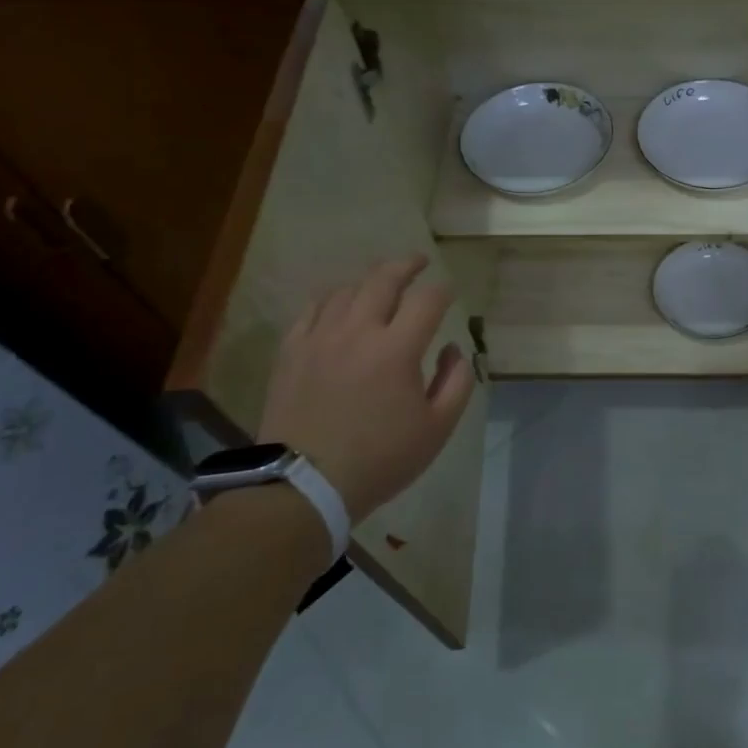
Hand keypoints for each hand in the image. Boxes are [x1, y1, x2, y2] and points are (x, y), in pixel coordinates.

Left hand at [259, 255, 475, 519]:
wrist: (303, 486)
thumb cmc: (380, 459)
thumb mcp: (438, 428)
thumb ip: (456, 381)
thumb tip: (453, 348)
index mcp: (397, 349)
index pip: (428, 300)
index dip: (444, 290)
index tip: (450, 292)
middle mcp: (358, 331)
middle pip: (384, 279)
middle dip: (407, 265)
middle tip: (419, 261)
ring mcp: (319, 338)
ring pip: (346, 290)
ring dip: (370, 281)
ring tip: (381, 283)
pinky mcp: (291, 351)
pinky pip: (312, 309)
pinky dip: (332, 299)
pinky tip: (339, 304)